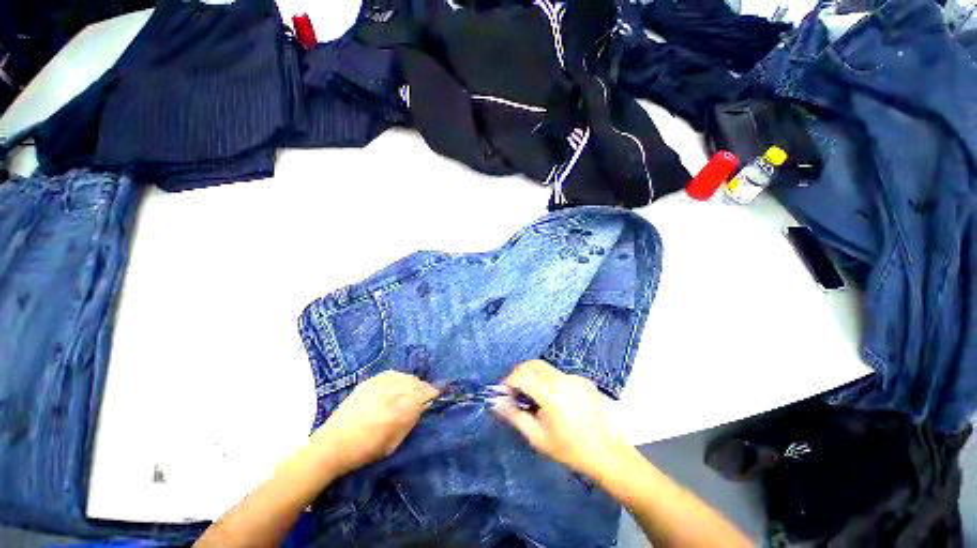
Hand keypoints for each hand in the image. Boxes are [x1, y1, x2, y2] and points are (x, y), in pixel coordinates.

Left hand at [311, 371, 438, 475]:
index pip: (424, 394)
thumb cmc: (365, 450)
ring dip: (412, 382)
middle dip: (423, 388)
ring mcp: (378, 385)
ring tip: (411, 390)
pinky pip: (391, 373)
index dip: (433, 393)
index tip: (437, 395)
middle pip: (416, 383)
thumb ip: (410, 422)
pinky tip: (398, 384)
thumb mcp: (393, 443)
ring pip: (405, 376)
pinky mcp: (369, 382)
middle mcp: (390, 394)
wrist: (332, 444)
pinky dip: (399, 377)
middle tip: (425, 395)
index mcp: (398, 412)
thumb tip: (422, 407)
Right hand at [495, 360, 627, 481]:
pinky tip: (553, 400)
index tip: (505, 393)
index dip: (509, 381)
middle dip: (519, 373)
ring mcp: (575, 377)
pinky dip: (548, 380)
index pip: (522, 375)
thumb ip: (515, 416)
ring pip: (545, 367)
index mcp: (552, 395)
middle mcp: (563, 379)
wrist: (608, 454)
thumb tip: (496, 403)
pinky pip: (559, 374)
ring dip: (533, 376)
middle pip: (533, 364)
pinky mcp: (583, 380)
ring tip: (533, 397)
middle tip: (515, 392)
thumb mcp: (538, 437)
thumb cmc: (570, 449)